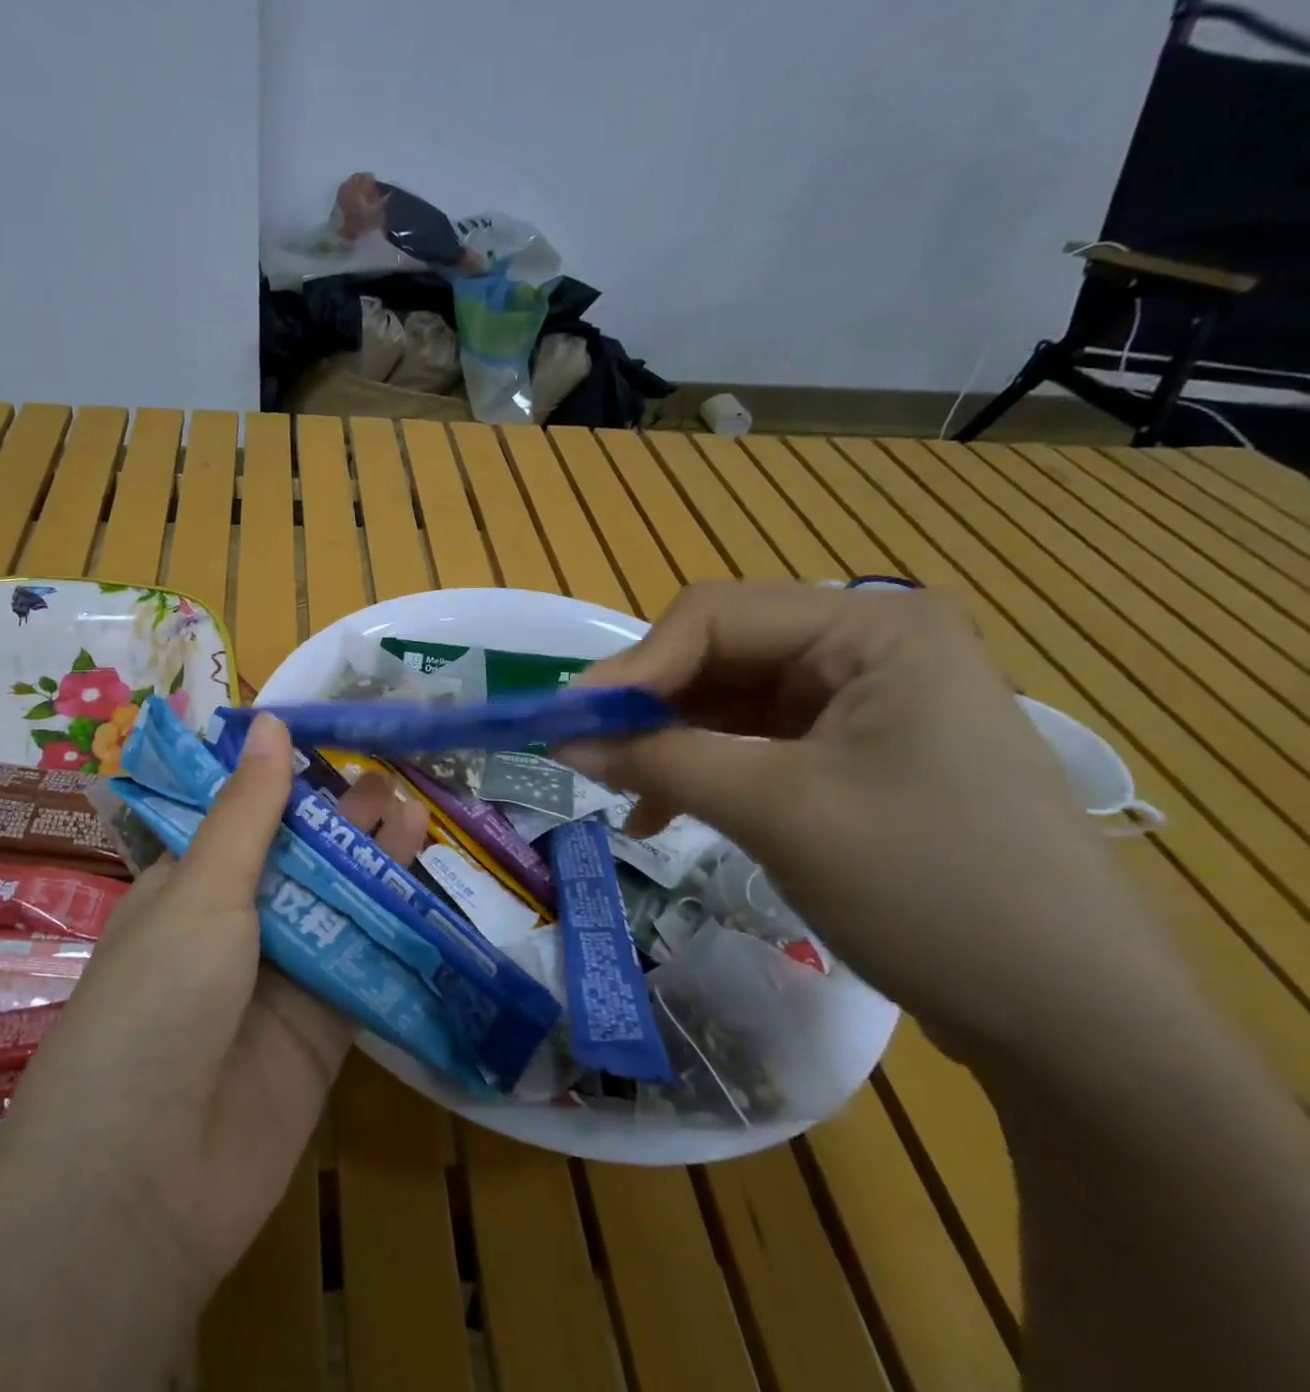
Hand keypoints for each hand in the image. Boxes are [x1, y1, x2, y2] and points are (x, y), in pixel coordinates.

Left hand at [0, 715, 428, 1305]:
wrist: (149, 1178)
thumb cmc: (158, 1000)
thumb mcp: (202, 890)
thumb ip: (249, 812)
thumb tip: (269, 724)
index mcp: (187, 889)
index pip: (243, 820)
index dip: (287, 784)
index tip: (333, 746)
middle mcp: (231, 929)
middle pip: (297, 861)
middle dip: (341, 823)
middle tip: (392, 780)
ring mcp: (278, 981)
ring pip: (335, 909)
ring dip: (373, 867)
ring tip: (416, 816)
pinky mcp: (321, 1032)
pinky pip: (363, 968)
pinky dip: (394, 932)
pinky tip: (427, 891)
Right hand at [558, 580, 1176, 1057]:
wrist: (1076, 1022)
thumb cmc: (933, 890)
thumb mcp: (779, 811)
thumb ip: (661, 759)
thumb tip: (561, 737)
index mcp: (873, 628)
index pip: (716, 616)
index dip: (634, 666)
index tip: (567, 722)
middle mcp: (868, 647)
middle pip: (719, 653)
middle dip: (647, 705)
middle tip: (582, 753)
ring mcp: (864, 702)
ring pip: (727, 700)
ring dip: (666, 742)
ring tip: (616, 789)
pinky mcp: (855, 753)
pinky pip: (752, 742)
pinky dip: (700, 770)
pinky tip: (660, 811)